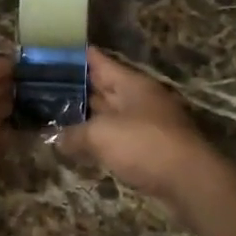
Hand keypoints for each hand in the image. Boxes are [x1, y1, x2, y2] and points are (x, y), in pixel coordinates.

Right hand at [56, 48, 218, 215]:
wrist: (189, 181)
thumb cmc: (144, 144)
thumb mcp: (101, 135)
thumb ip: (74, 134)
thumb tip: (55, 139)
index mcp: (131, 83)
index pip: (99, 61)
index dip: (75, 57)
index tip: (52, 53)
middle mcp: (140, 98)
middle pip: (104, 87)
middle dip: (77, 87)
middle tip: (45, 87)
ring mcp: (147, 123)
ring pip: (110, 113)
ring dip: (87, 115)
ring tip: (56, 115)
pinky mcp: (150, 148)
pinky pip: (118, 136)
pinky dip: (99, 138)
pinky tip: (80, 145)